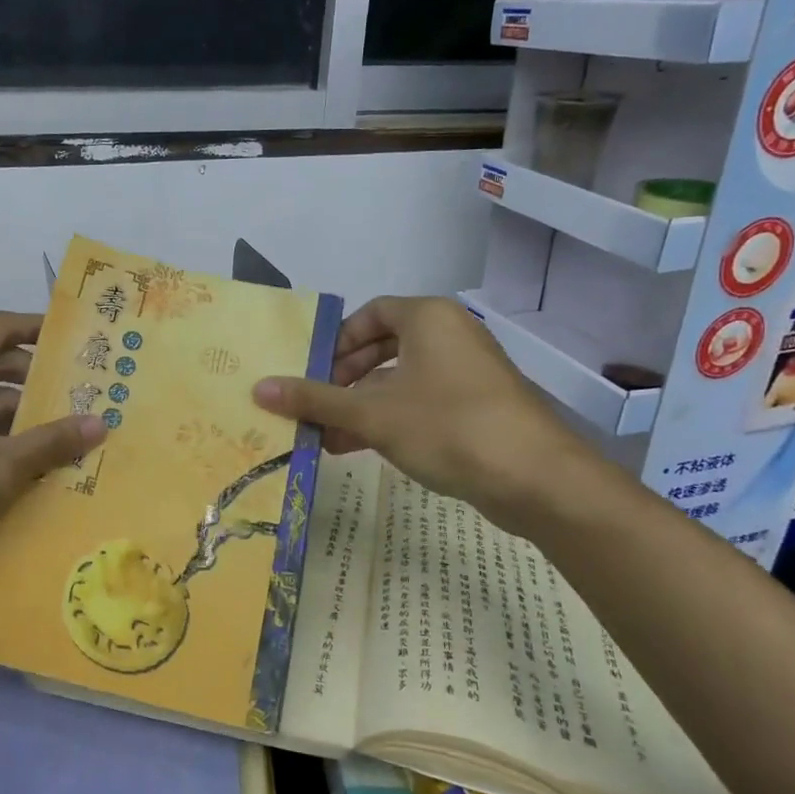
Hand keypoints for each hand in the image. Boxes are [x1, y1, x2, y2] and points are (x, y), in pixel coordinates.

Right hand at [253, 296, 600, 536]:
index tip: (312, 371)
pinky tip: (360, 449)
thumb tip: (258, 388)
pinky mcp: (478, 409)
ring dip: (362, 407)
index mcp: (428, 319)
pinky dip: (390, 420)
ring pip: (400, 381)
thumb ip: (315, 399)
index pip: (371, 314)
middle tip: (316, 405)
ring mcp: (467, 374)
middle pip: (384, 348)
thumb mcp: (372, 413)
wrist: (536, 478)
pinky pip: (422, 404)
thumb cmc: (447, 426)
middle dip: (344, 380)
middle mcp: (450, 336)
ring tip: (327, 437)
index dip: (337, 342)